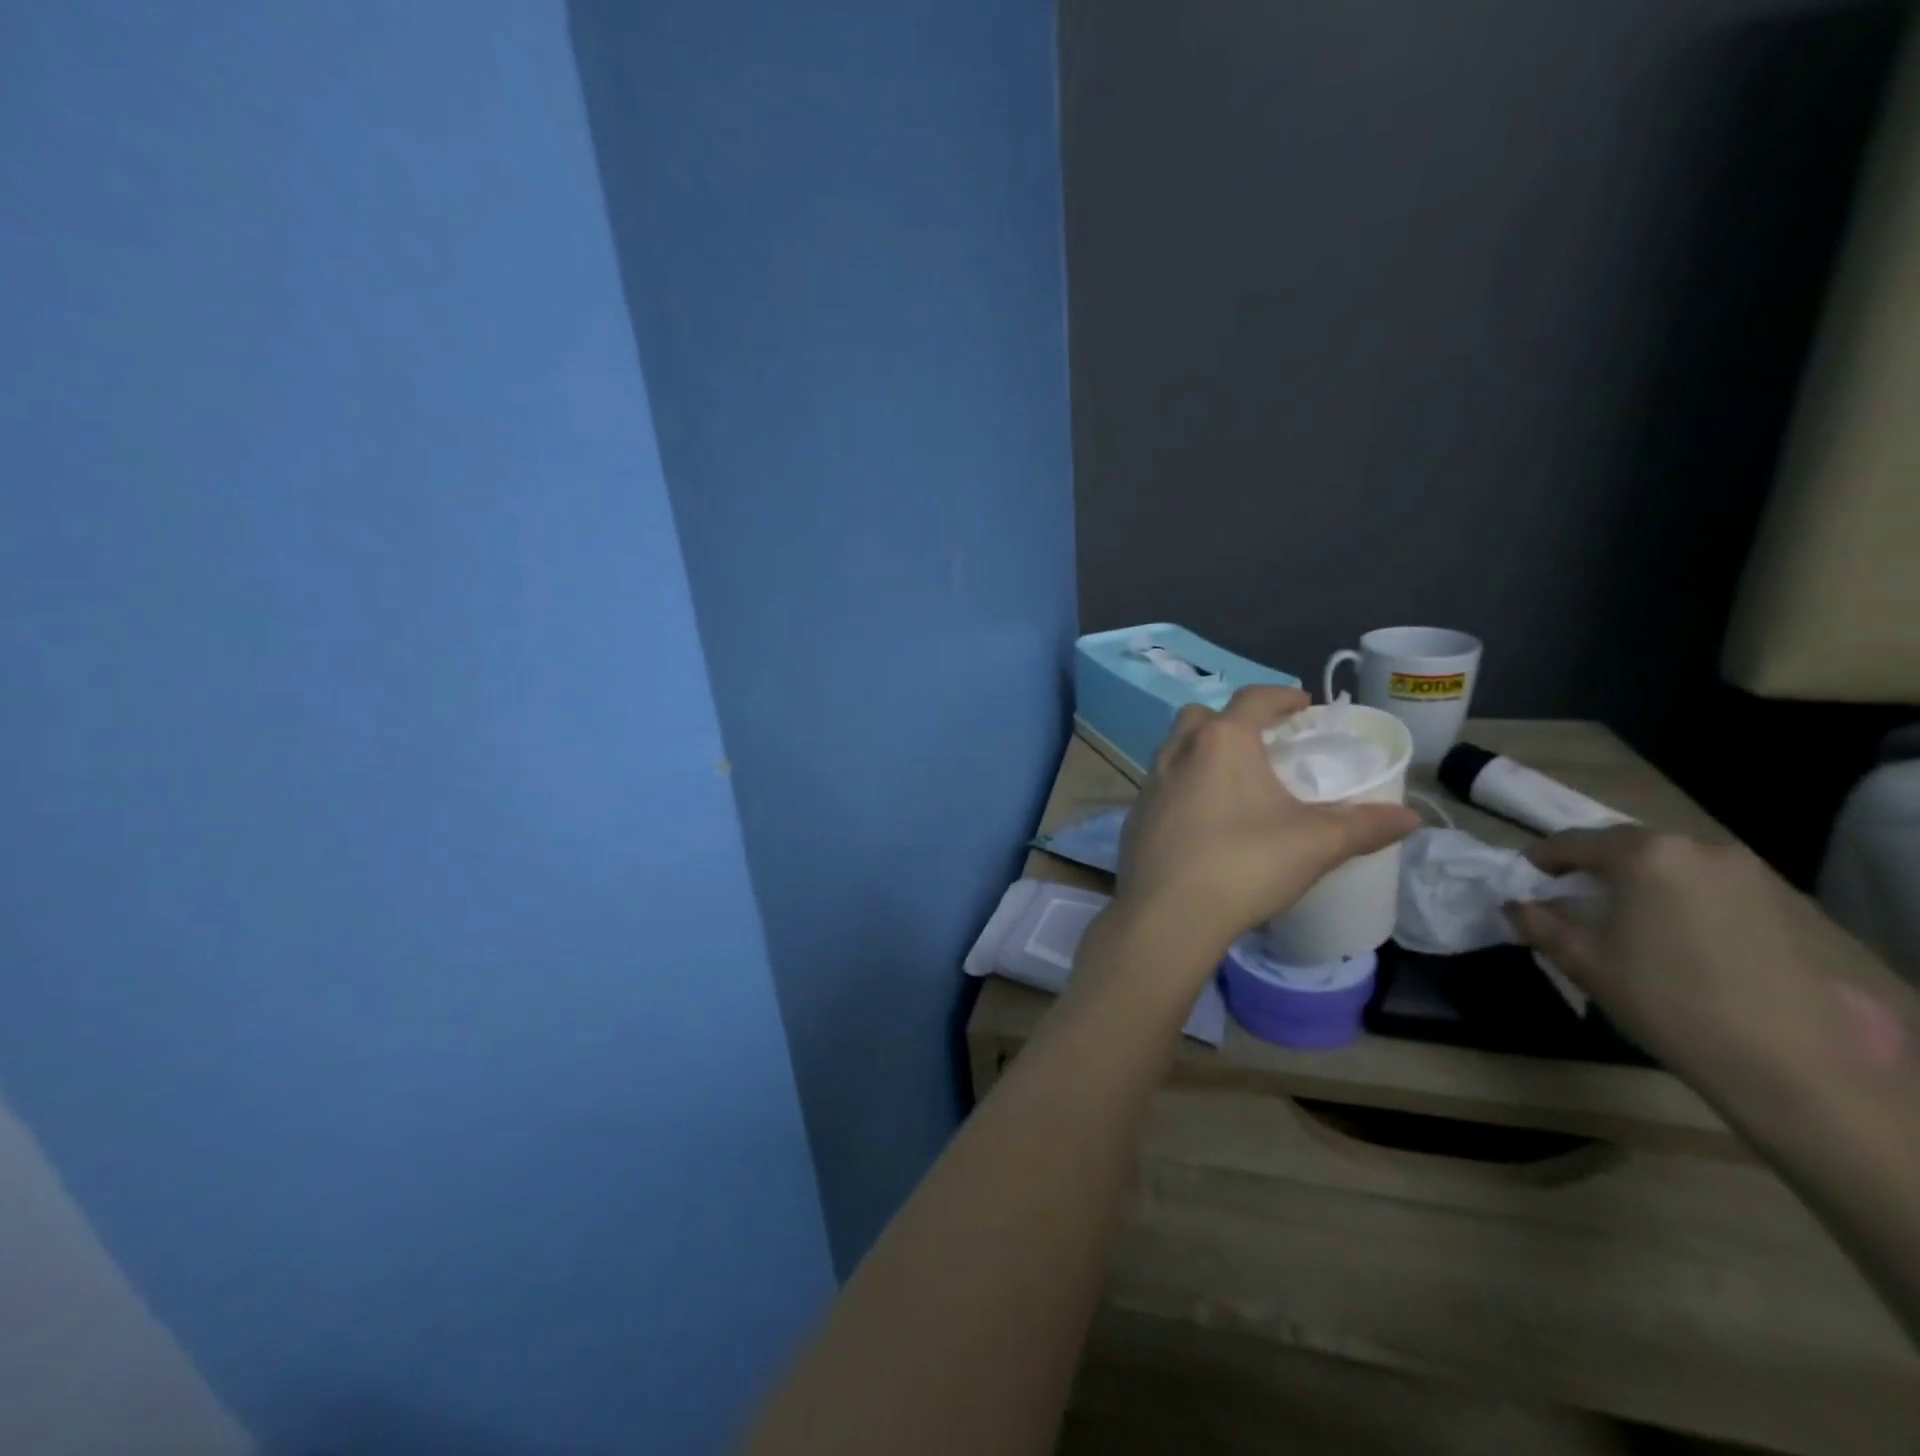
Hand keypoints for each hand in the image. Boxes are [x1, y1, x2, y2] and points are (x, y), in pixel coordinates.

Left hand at [1113, 686, 1418, 962]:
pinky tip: (1203, 821)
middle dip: (1231, 721)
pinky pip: (1162, 786)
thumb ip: (1365, 826)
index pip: (1253, 699)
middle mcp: (1178, 752)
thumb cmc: (1244, 865)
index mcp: (1222, 742)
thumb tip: (1411, 818)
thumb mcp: (1315, 844)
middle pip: (1201, 717)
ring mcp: (1149, 784)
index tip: (1302, 705)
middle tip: (1261, 744)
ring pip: (1175, 750)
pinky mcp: (1134, 816)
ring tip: (1234, 782)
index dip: (1281, 696)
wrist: (1166, 914)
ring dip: (1202, 753)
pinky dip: (1183, 788)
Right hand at [1505, 828, 1891, 1075]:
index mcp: (1644, 855)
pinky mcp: (1780, 902)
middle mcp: (1697, 848)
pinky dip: (1678, 895)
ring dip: (1638, 880)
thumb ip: (1539, 923)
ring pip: (1669, 863)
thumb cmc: (1667, 1001)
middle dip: (1592, 867)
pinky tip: (1672, 932)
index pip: (1573, 842)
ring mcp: (1747, 873)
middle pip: (1625, 846)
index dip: (1541, 859)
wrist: (1789, 1064)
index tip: (1525, 879)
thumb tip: (1515, 905)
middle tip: (1570, 897)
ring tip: (1622, 915)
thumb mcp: (1584, 961)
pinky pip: (1707, 883)